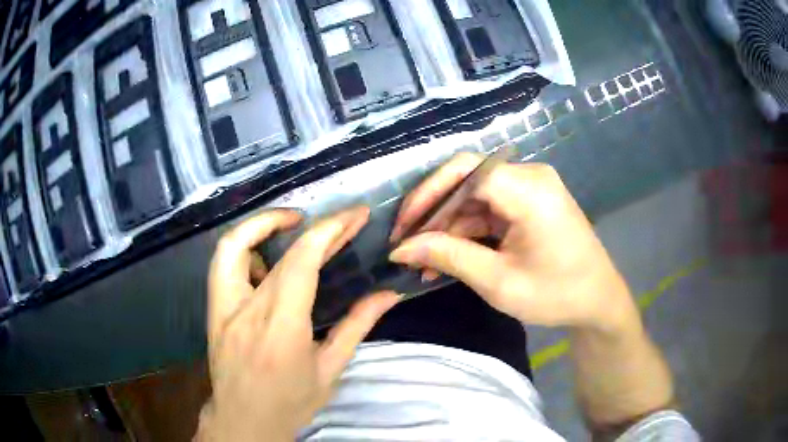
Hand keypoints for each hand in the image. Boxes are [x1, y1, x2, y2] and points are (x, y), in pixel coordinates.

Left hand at [198, 207, 399, 441]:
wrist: (243, 421)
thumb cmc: (290, 402)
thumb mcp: (330, 369)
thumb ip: (356, 326)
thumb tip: (389, 294)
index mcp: (281, 327)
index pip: (302, 262)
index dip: (330, 230)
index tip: (355, 215)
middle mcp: (247, 310)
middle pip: (275, 249)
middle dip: (310, 224)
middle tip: (336, 219)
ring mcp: (222, 307)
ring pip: (232, 246)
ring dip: (263, 225)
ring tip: (293, 224)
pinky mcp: (213, 310)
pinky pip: (222, 265)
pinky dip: (245, 248)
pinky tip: (266, 260)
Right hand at [389, 153, 636, 331]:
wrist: (598, 302)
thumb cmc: (556, 294)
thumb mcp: (498, 281)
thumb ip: (448, 257)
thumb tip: (401, 249)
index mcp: (529, 189)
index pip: (464, 172)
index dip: (427, 197)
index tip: (402, 231)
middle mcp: (530, 177)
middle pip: (467, 180)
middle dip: (433, 213)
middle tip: (408, 246)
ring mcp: (531, 188)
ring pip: (474, 197)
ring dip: (448, 226)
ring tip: (424, 262)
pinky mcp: (530, 202)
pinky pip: (489, 208)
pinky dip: (468, 231)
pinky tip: (449, 256)